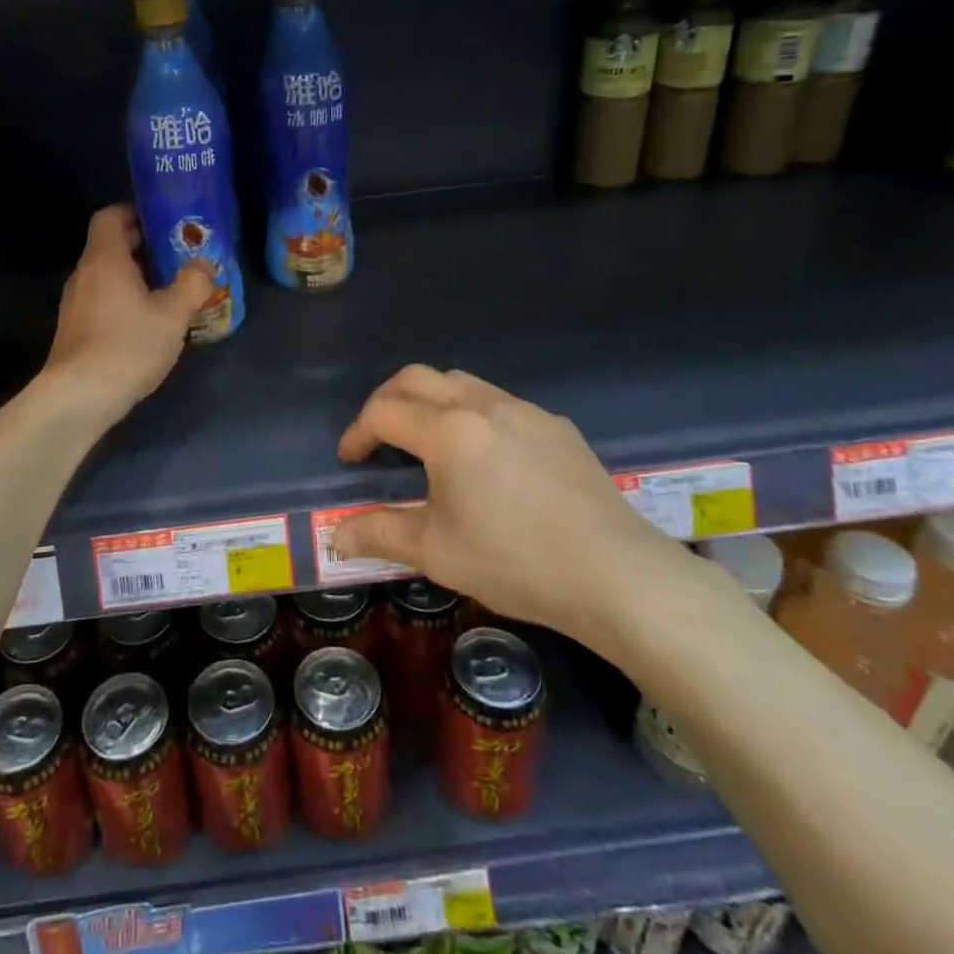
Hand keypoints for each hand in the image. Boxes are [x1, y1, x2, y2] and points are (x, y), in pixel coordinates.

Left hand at [42, 206, 213, 422]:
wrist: (79, 397)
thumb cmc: (127, 346)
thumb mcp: (172, 315)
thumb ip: (192, 284)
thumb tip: (205, 263)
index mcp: (105, 259)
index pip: (111, 216)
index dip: (136, 213)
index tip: (166, 223)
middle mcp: (85, 274)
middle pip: (112, 245)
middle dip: (146, 246)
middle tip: (180, 255)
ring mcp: (76, 302)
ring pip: (108, 274)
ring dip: (138, 275)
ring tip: (171, 288)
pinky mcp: (76, 327)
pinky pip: (103, 297)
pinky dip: (125, 298)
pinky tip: (150, 320)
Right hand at [331, 366, 686, 648]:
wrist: (617, 575)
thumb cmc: (517, 562)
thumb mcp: (437, 552)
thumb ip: (380, 534)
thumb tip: (335, 536)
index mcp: (449, 431)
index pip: (384, 412)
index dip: (358, 432)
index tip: (350, 460)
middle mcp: (483, 405)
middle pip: (417, 378)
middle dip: (386, 400)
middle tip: (377, 436)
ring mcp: (525, 410)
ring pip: (460, 382)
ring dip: (430, 399)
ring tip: (425, 439)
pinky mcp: (556, 425)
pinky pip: (499, 401)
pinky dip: (471, 413)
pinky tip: (484, 456)